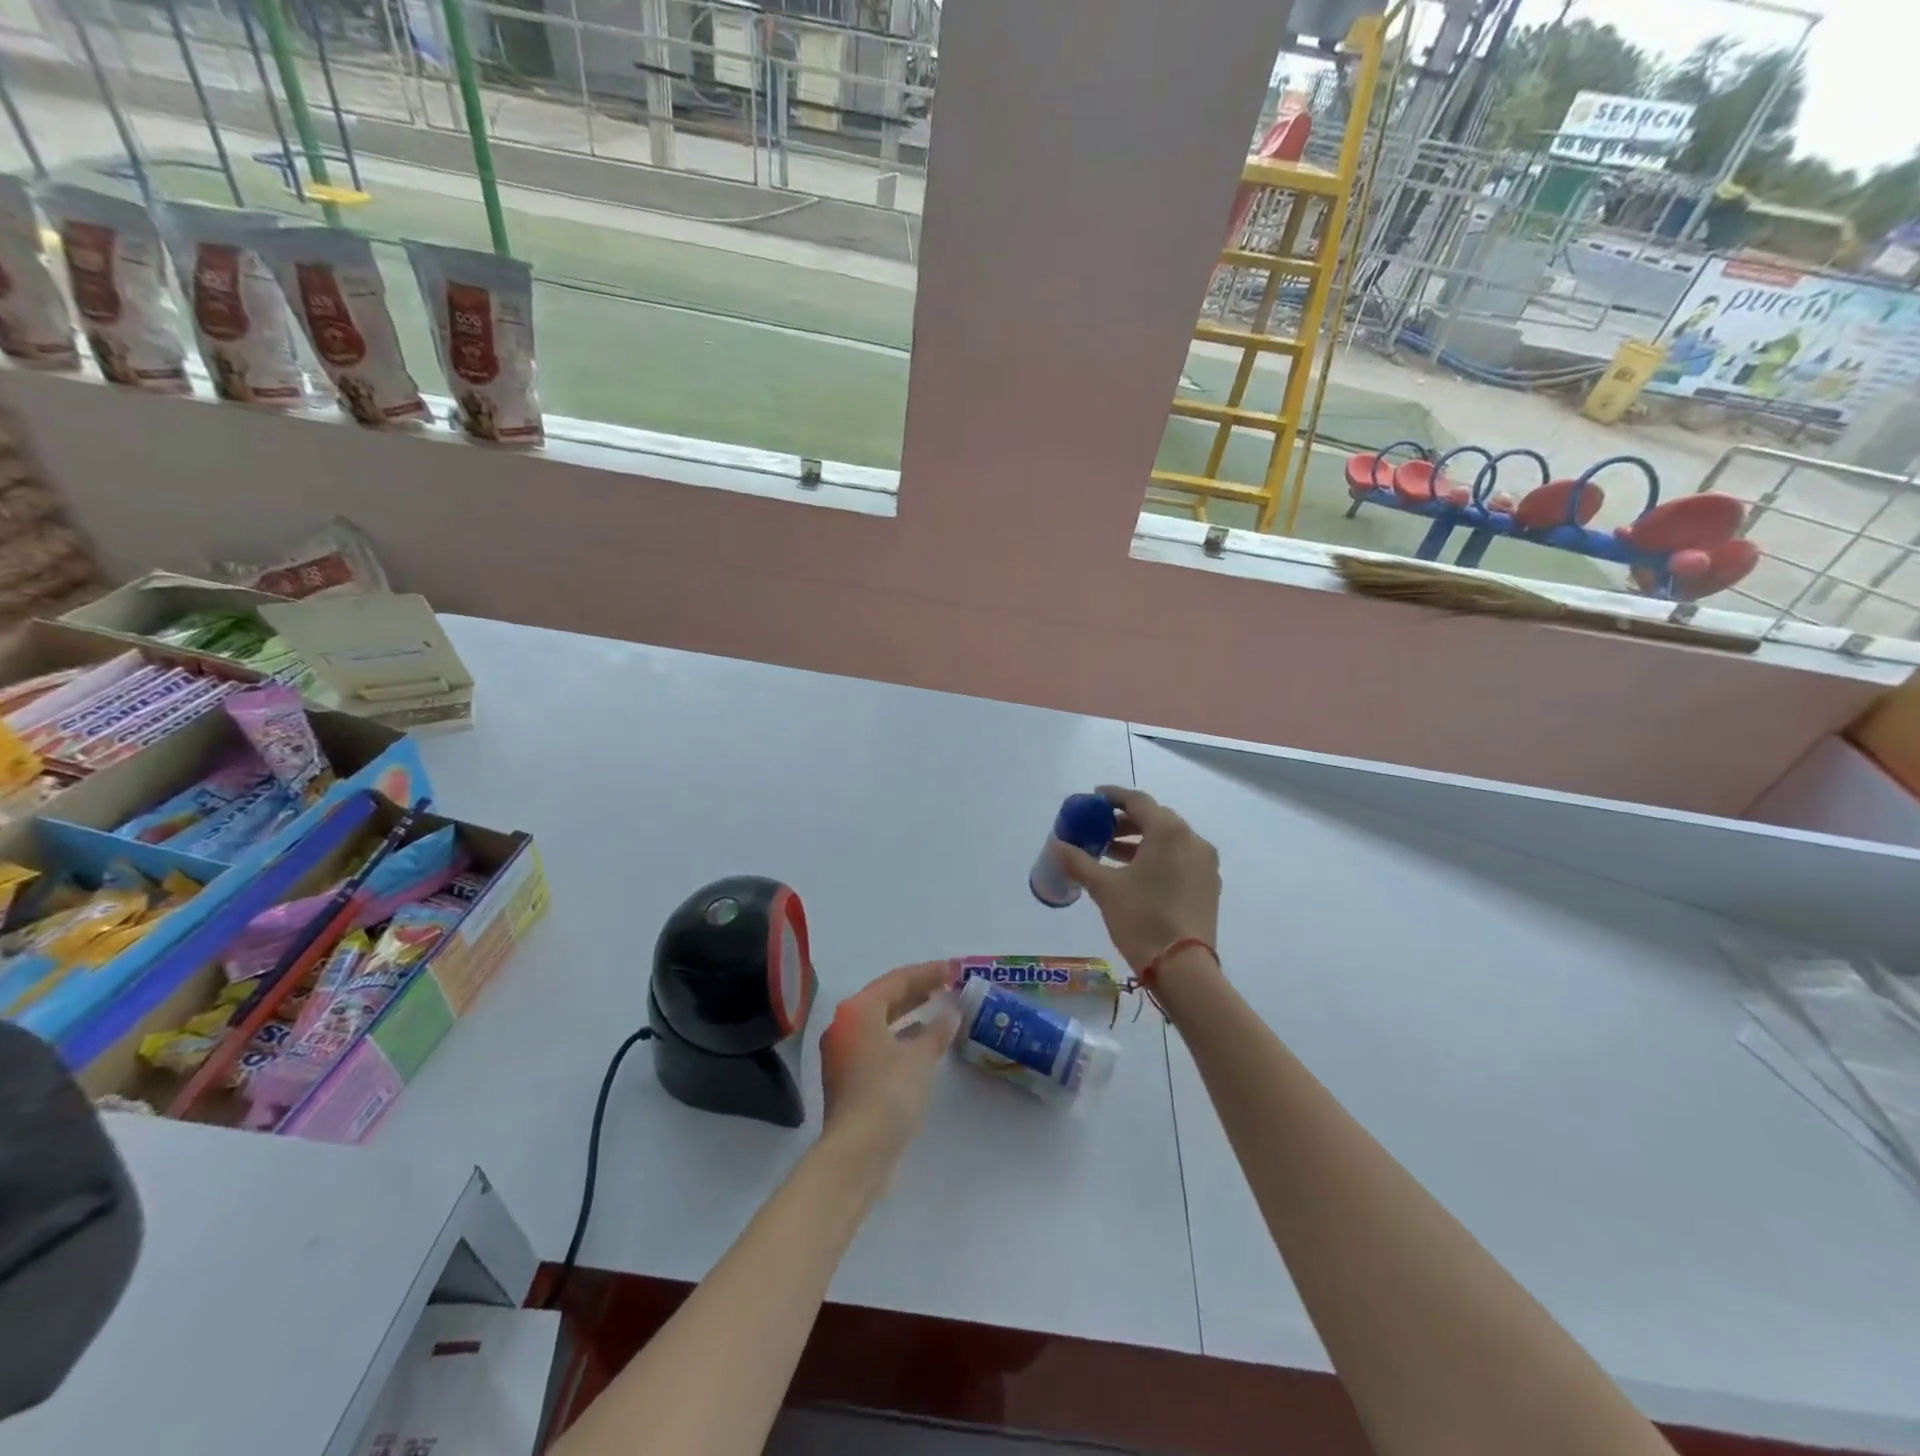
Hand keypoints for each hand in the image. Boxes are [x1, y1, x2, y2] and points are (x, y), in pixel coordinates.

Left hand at [819, 961, 959, 1165]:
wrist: (857, 1153)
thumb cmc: (889, 1094)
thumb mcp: (920, 1058)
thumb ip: (937, 1030)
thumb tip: (951, 1012)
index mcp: (858, 1011)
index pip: (897, 980)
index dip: (927, 972)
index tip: (953, 968)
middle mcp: (844, 1025)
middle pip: (885, 997)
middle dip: (917, 990)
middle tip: (947, 984)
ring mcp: (842, 1052)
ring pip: (880, 1021)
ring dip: (909, 1013)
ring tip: (938, 1007)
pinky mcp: (847, 1077)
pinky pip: (877, 1042)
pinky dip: (900, 1036)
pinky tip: (921, 1041)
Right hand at [1052, 786, 1220, 972]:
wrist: (1184, 968)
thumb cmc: (1142, 918)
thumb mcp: (1104, 888)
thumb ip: (1078, 861)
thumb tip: (1055, 844)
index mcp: (1169, 831)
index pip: (1138, 801)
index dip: (1113, 796)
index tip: (1093, 798)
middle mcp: (1192, 839)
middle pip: (1155, 818)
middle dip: (1125, 821)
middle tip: (1099, 829)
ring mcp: (1205, 864)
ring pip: (1169, 840)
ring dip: (1140, 841)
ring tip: (1110, 853)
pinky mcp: (1209, 886)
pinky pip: (1180, 858)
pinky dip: (1157, 857)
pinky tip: (1135, 874)